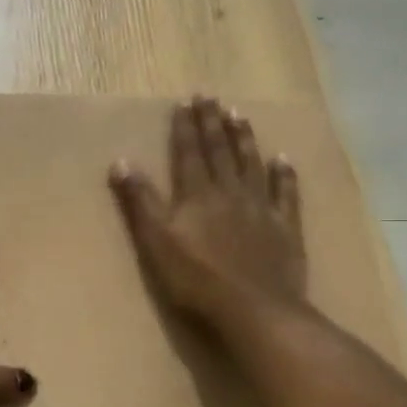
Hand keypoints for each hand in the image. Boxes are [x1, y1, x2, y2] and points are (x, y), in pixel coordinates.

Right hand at [108, 96, 308, 336]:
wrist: (253, 309)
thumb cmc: (195, 280)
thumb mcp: (155, 242)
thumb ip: (140, 202)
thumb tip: (121, 162)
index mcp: (197, 195)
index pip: (189, 153)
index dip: (185, 127)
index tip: (185, 101)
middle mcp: (230, 192)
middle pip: (220, 151)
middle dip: (212, 123)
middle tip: (210, 96)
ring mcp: (261, 209)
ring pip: (251, 164)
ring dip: (244, 138)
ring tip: (239, 114)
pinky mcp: (285, 228)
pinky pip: (286, 193)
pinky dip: (284, 174)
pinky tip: (283, 159)